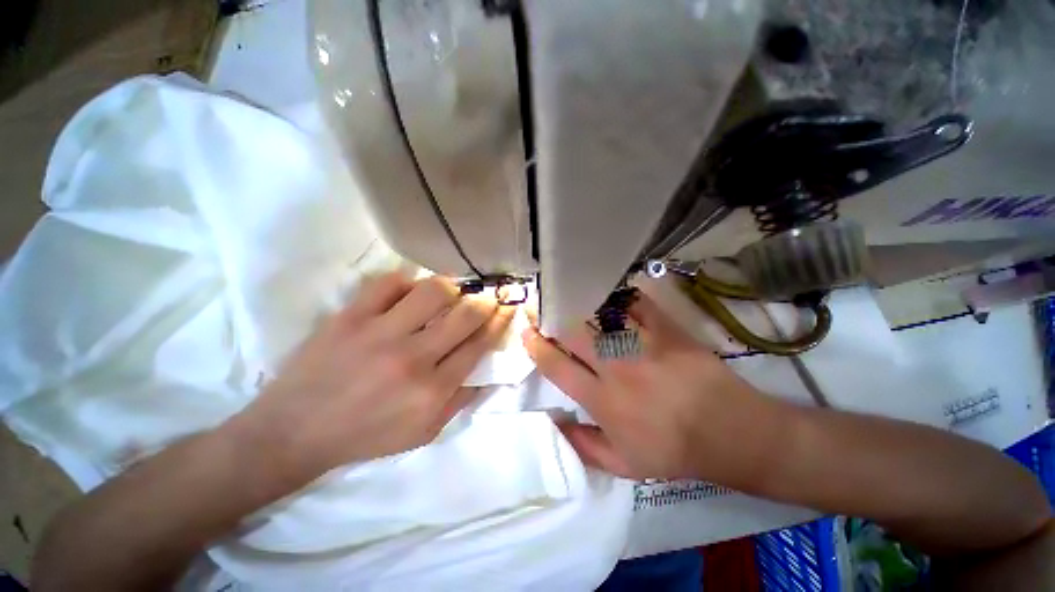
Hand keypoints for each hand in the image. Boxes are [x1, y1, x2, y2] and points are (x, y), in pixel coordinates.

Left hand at [232, 272, 514, 485]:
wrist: (294, 432)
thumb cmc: (366, 436)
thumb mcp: (424, 432)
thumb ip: (461, 400)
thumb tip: (488, 369)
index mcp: (432, 389)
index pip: (479, 344)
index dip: (500, 321)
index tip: (508, 308)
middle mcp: (412, 357)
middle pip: (465, 314)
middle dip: (485, 302)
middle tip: (487, 298)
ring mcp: (379, 333)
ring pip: (433, 291)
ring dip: (451, 288)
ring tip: (450, 293)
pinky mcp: (350, 317)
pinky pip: (389, 283)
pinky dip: (407, 282)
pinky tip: (409, 292)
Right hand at [522, 293, 778, 484]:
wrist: (730, 432)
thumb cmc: (674, 451)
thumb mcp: (624, 464)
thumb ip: (583, 446)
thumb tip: (554, 424)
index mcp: (602, 400)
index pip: (557, 367)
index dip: (537, 348)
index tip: (528, 335)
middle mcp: (616, 367)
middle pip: (573, 333)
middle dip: (552, 319)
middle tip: (544, 311)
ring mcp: (642, 344)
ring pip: (600, 314)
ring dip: (580, 304)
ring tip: (569, 297)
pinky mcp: (666, 329)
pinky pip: (636, 303)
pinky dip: (619, 295)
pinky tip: (609, 293)